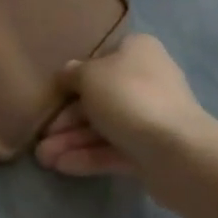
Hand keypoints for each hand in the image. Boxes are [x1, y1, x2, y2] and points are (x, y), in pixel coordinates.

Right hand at [34, 34, 215, 202]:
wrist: (176, 150)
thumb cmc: (129, 96)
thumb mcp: (91, 76)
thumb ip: (74, 75)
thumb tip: (68, 73)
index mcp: (137, 51)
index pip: (102, 59)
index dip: (75, 77)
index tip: (53, 94)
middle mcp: (146, 79)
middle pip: (100, 97)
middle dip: (68, 118)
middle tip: (41, 135)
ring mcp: (150, 117)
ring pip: (104, 126)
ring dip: (73, 140)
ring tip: (43, 158)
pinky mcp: (150, 151)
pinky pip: (114, 150)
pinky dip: (88, 156)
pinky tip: (61, 167)